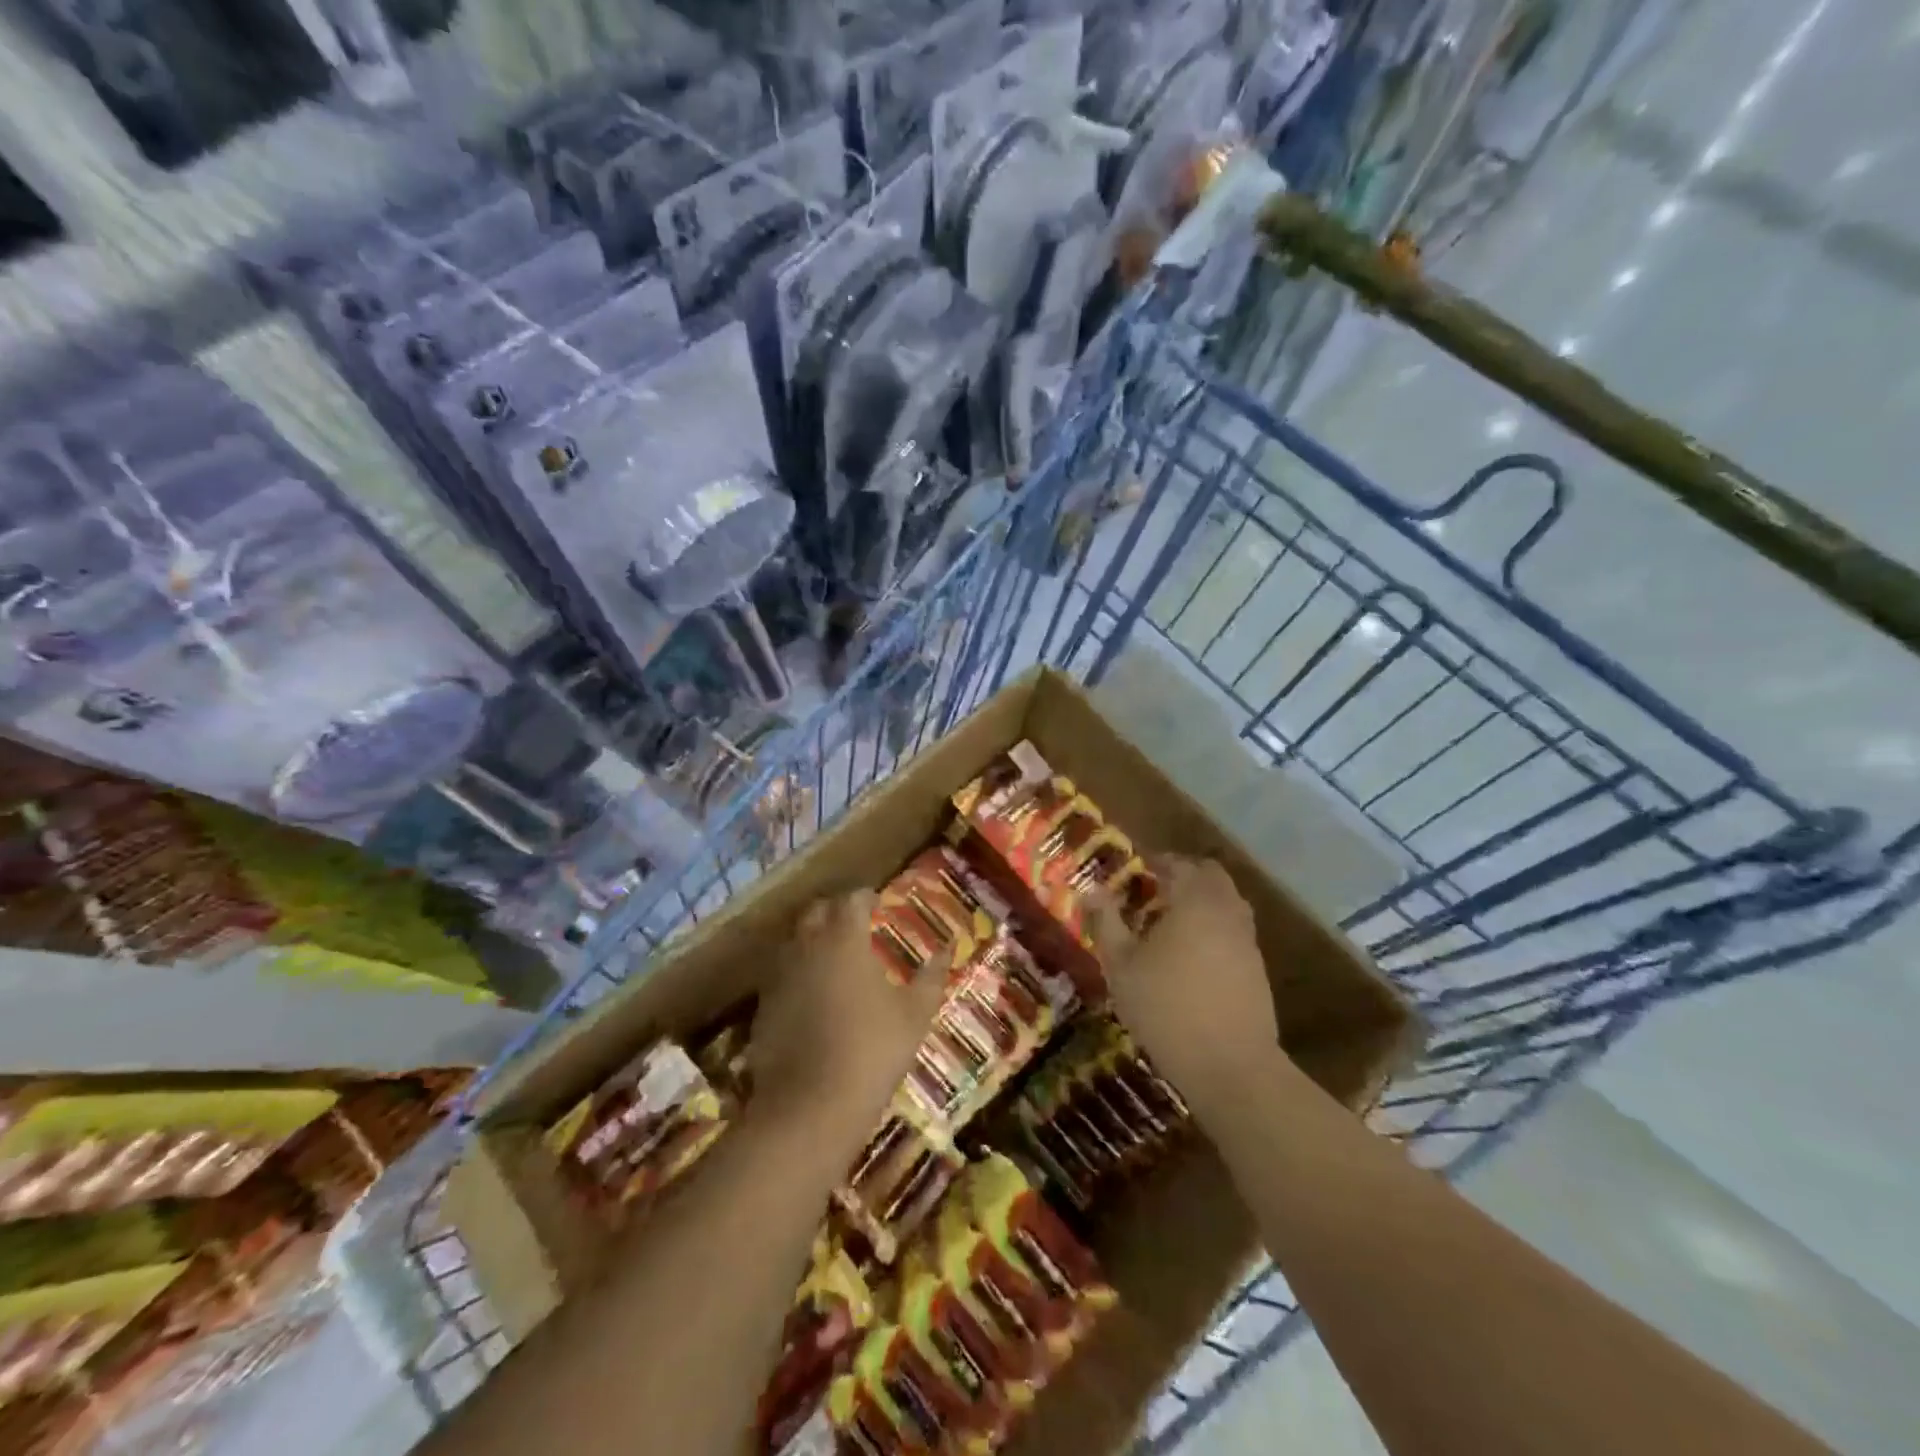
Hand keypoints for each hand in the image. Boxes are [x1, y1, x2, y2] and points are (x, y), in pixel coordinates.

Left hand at [750, 892, 946, 1122]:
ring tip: (835, 956)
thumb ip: (931, 977)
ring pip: (794, 941)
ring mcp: (779, 976)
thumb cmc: (872, 1050)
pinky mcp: (763, 1006)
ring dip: (813, 939)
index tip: (878, 902)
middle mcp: (806, 946)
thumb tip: (947, 950)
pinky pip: (781, 974)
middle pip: (816, 911)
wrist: (810, 1106)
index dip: (866, 897)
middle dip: (835, 911)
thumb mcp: (915, 1014)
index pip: (852, 900)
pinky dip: (798, 972)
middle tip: (855, 924)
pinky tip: (813, 994)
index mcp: (844, 938)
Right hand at [1090, 856, 1281, 1109]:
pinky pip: (1234, 931)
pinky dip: (1214, 927)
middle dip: (1184, 875)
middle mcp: (1227, 911)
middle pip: (1211, 876)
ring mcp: (1247, 940)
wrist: (1231, 1066)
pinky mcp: (1257, 969)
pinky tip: (1192, 953)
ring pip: (1227, 902)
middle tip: (1154, 889)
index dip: (1156, 862)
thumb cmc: (1166, 1008)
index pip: (1177, 864)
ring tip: (1171, 921)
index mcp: (1194, 901)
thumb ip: (1106, 922)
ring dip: (1202, 900)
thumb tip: (1091, 890)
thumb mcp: (1121, 965)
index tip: (1136, 868)